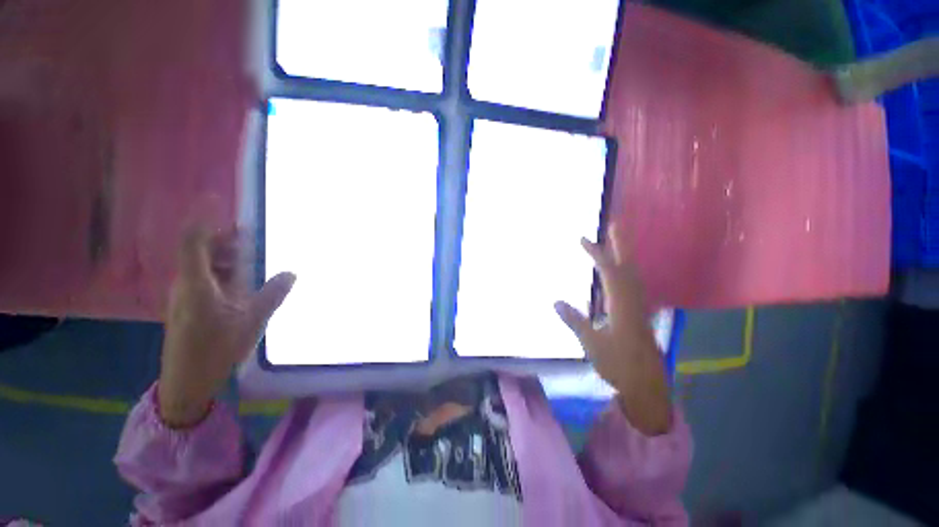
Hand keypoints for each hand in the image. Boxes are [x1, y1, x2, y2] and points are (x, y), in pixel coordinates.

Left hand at [158, 223, 295, 427]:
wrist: (186, 381)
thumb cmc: (215, 350)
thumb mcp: (251, 321)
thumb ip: (272, 294)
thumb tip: (291, 273)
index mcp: (197, 285)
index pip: (194, 242)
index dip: (203, 219)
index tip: (215, 199)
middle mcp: (186, 285)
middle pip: (199, 251)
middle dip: (222, 238)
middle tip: (249, 233)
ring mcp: (186, 296)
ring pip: (202, 265)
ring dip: (224, 255)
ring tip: (249, 256)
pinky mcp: (189, 306)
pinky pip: (204, 279)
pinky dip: (222, 271)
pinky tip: (240, 281)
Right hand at [554, 225, 671, 435]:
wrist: (646, 385)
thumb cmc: (618, 364)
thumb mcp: (591, 343)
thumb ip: (574, 320)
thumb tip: (556, 301)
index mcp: (621, 304)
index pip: (608, 271)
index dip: (596, 253)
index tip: (583, 239)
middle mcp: (633, 300)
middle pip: (627, 265)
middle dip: (620, 244)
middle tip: (614, 225)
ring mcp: (638, 306)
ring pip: (632, 274)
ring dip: (623, 255)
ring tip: (614, 244)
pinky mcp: (638, 314)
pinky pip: (632, 285)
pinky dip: (624, 272)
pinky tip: (617, 276)